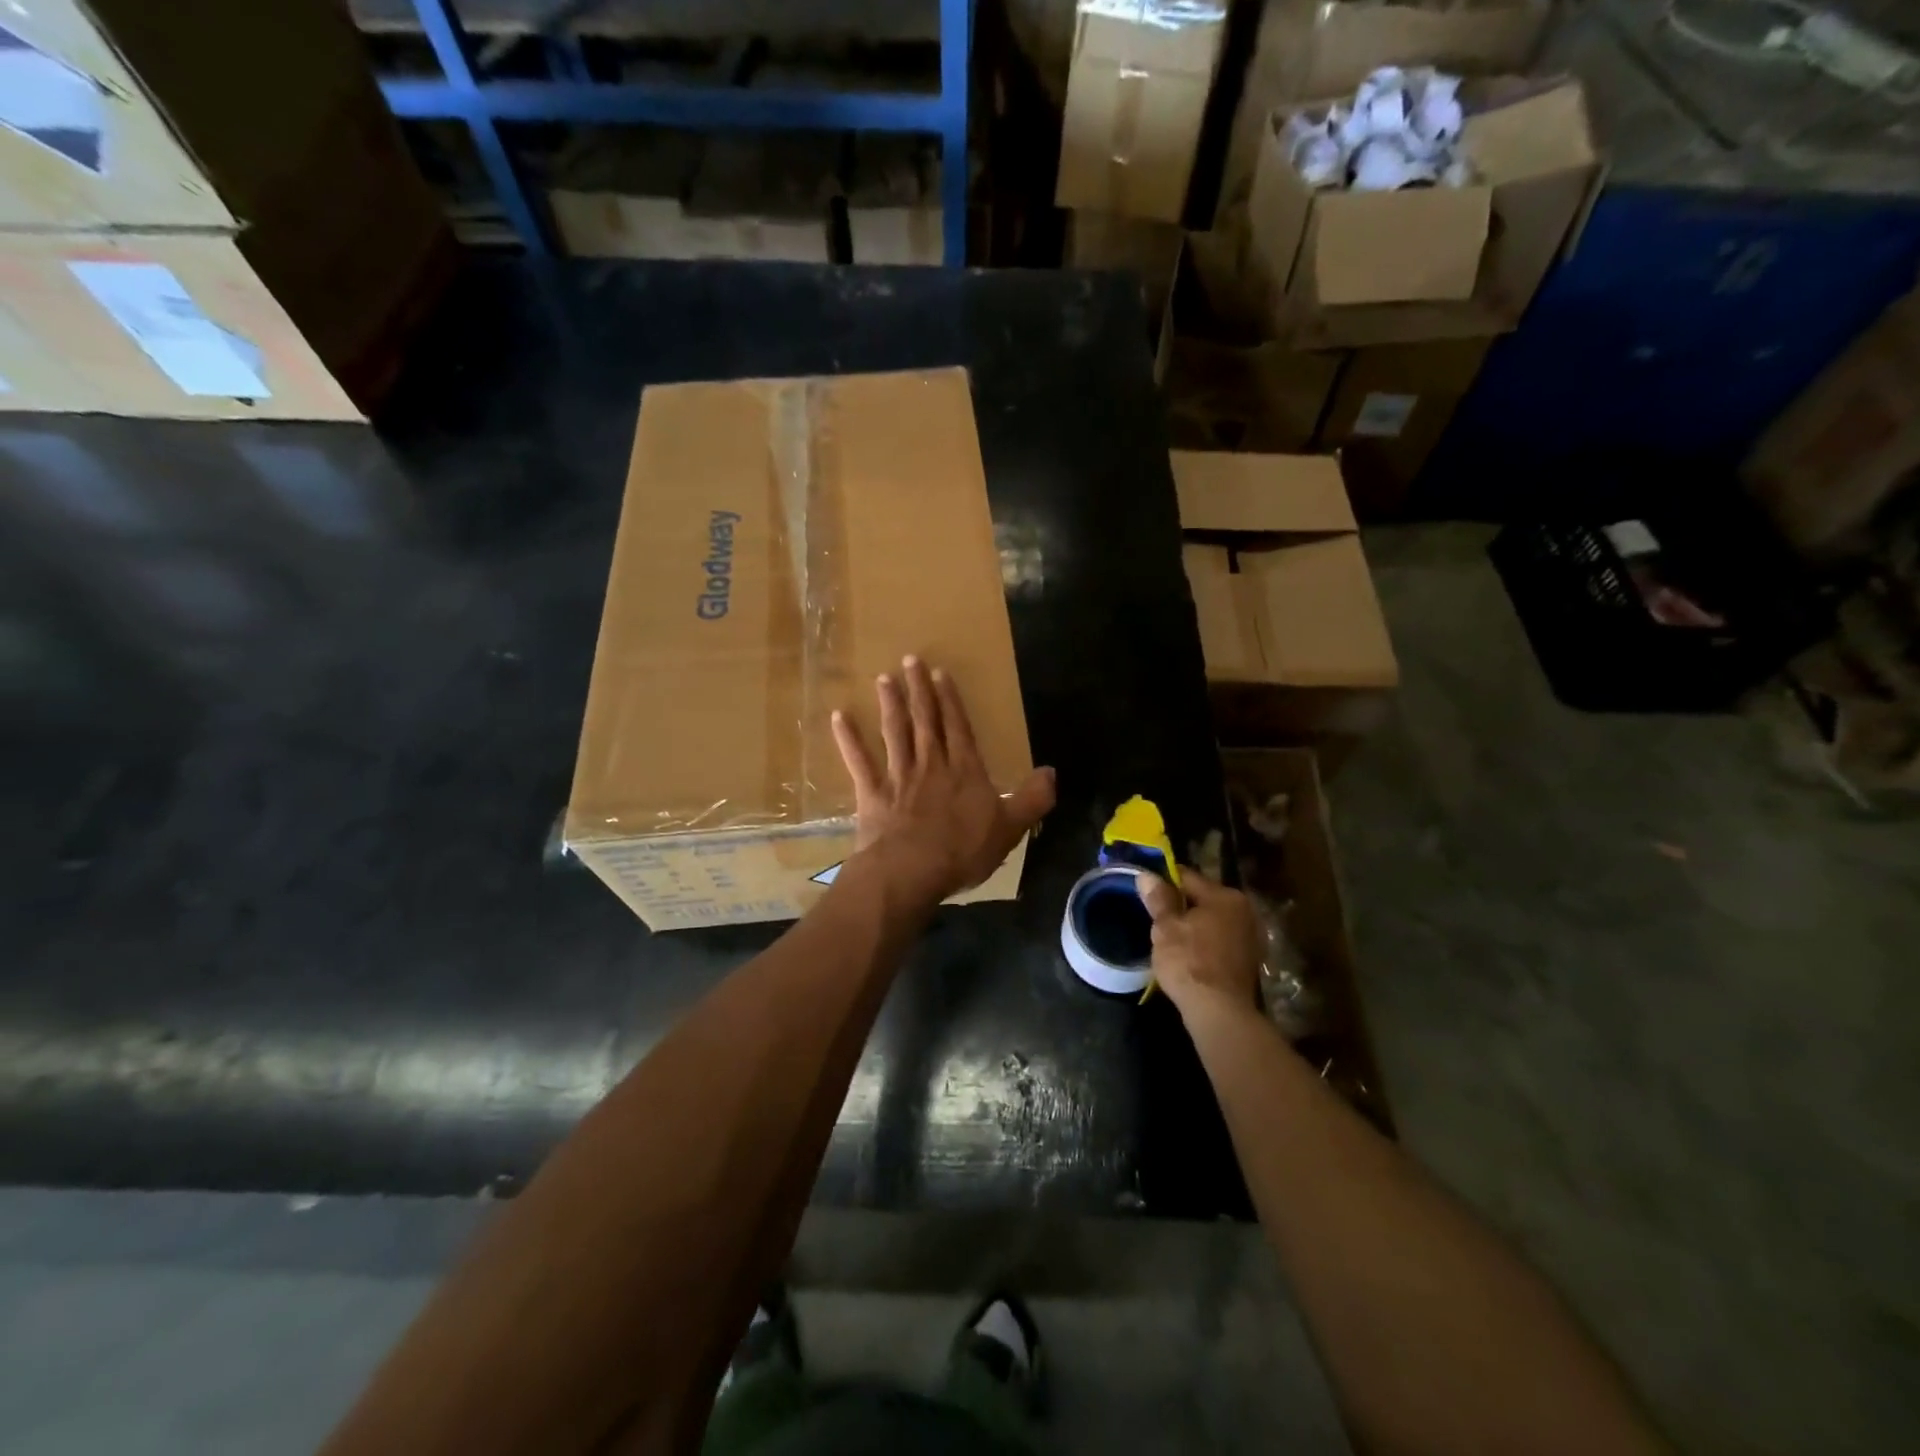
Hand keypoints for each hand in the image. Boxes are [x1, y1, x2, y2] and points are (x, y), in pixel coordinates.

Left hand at [831, 656, 1056, 905]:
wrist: (911, 871)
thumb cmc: (963, 850)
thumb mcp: (1010, 828)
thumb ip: (1032, 799)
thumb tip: (1052, 772)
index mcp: (964, 771)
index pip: (958, 727)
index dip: (950, 700)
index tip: (940, 674)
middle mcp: (931, 764)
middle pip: (924, 721)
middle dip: (918, 690)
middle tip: (909, 660)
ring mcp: (899, 777)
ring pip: (894, 733)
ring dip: (889, 705)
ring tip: (883, 679)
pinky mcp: (873, 794)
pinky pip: (859, 761)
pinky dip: (848, 739)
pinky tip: (839, 717)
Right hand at [1137, 868, 1261, 1022]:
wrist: (1219, 1011)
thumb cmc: (1189, 962)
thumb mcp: (1166, 928)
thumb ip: (1159, 899)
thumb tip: (1147, 876)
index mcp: (1225, 896)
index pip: (1188, 877)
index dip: (1164, 881)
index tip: (1146, 890)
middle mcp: (1245, 911)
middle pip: (1203, 898)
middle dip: (1181, 905)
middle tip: (1156, 917)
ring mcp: (1251, 936)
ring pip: (1213, 921)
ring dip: (1194, 925)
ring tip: (1170, 937)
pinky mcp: (1249, 960)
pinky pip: (1221, 940)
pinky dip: (1206, 943)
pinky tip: (1189, 954)